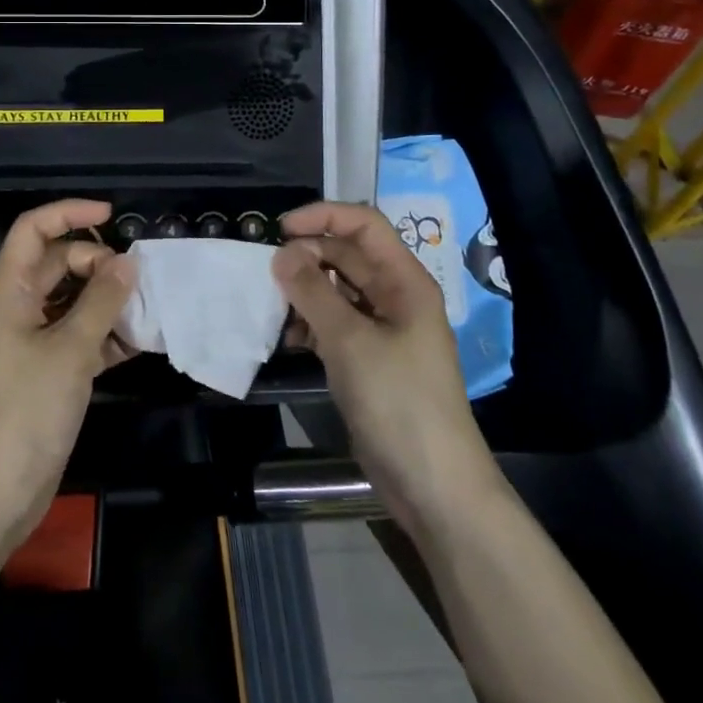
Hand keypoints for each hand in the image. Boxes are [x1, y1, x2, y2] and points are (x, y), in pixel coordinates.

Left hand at [0, 199, 135, 545]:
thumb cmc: (26, 408)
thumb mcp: (70, 349)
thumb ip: (102, 301)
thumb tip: (128, 262)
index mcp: (10, 288)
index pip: (34, 229)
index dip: (69, 213)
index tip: (111, 216)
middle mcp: (18, 305)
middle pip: (59, 262)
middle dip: (97, 263)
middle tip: (134, 281)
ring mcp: (32, 338)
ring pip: (73, 299)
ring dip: (107, 299)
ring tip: (146, 307)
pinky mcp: (48, 368)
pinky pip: (80, 333)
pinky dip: (106, 333)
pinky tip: (139, 342)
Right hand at [273, 202, 498, 538]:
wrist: (433, 486)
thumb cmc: (398, 401)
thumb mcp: (350, 341)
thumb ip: (312, 292)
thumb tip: (281, 254)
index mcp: (404, 281)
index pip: (364, 225)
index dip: (323, 217)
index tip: (281, 229)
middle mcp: (394, 297)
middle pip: (346, 256)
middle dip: (307, 257)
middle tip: (270, 275)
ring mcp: (382, 330)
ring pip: (336, 290)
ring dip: (304, 292)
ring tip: (276, 310)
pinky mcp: (368, 359)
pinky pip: (334, 323)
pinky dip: (310, 323)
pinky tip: (290, 340)